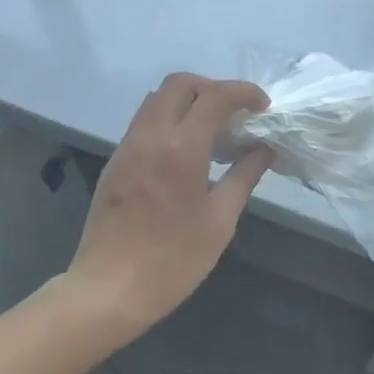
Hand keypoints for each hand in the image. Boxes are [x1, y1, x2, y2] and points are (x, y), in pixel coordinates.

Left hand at [66, 73, 272, 336]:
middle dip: (212, 87)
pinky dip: (169, 119)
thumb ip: (244, 176)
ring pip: (157, 99)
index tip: (263, 106)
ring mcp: (128, 146)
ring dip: (188, 101)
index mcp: (181, 147)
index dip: (243, 92)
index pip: (214, 96)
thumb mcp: (220, 221)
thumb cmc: (173, 260)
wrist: (108, 290)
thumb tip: (264, 149)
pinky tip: (186, 151)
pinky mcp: (115, 161)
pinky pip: (144, 122)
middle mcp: (151, 135)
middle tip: (235, 113)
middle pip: (179, 84)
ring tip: (213, 129)